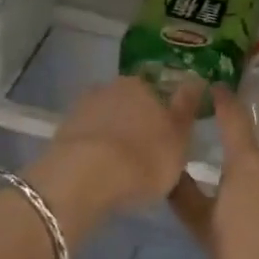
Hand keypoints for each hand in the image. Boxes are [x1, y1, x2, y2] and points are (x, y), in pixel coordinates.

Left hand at [26, 77, 203, 242]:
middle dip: (136, 122)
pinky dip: (94, 150)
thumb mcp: (179, 138)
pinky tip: (99, 172)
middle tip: (144, 153)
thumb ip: (187, 108)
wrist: (84, 178)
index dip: (162, 114)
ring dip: (112, 136)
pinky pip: (87, 139)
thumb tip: (196, 79)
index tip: (164, 137)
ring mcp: (83, 108)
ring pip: (106, 119)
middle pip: (128, 103)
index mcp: (141, 85)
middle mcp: (110, 88)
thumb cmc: (143, 159)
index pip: (156, 92)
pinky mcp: (62, 132)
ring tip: (120, 168)